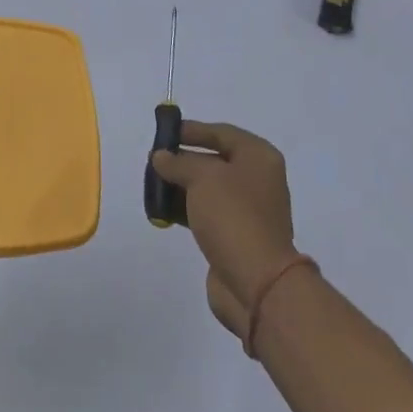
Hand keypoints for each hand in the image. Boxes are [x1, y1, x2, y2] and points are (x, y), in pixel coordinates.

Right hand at [150, 122, 300, 338]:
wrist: (257, 281)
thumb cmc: (233, 215)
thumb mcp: (202, 177)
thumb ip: (178, 162)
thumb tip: (161, 157)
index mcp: (259, 157)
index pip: (222, 132)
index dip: (193, 130)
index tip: (164, 132)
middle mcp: (258, 179)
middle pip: (216, 159)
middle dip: (184, 159)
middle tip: (155, 160)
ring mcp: (249, 209)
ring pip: (209, 188)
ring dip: (182, 185)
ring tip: (153, 185)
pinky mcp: (236, 235)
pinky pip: (208, 212)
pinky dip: (187, 208)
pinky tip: (164, 211)